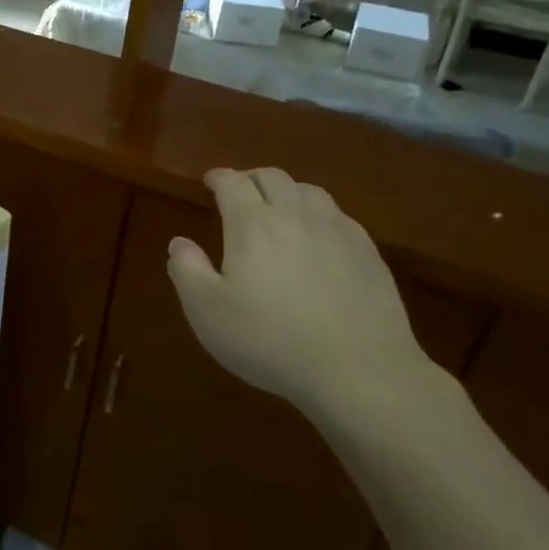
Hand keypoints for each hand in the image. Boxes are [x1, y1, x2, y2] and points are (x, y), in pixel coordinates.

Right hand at [166, 167, 433, 420]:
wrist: (360, 372)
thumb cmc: (270, 341)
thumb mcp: (207, 312)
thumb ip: (187, 271)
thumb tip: (179, 243)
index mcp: (252, 225)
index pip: (233, 183)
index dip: (219, 177)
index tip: (210, 181)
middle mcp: (295, 216)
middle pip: (273, 177)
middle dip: (251, 178)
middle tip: (240, 191)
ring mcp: (337, 232)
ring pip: (309, 191)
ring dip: (287, 191)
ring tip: (279, 209)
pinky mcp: (368, 254)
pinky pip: (339, 217)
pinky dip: (319, 214)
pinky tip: (318, 237)